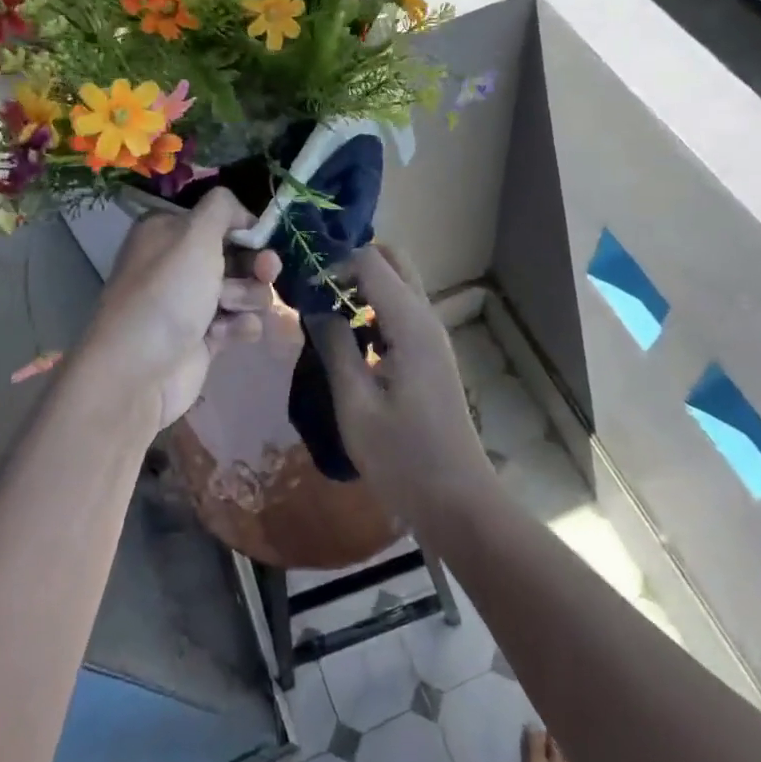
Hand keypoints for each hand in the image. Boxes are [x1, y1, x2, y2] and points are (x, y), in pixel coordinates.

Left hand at [86, 188, 282, 429]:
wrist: (138, 370)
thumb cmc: (167, 292)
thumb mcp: (195, 234)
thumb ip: (223, 208)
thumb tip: (241, 211)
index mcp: (168, 231)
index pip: (219, 218)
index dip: (245, 228)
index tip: (262, 237)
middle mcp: (178, 262)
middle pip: (238, 254)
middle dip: (255, 265)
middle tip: (266, 272)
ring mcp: (191, 301)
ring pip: (244, 289)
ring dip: (246, 297)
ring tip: (229, 310)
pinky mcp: (204, 336)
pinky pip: (238, 322)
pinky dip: (237, 327)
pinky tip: (222, 336)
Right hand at [305, 245, 496, 529]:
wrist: (458, 501)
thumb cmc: (402, 457)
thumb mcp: (355, 403)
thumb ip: (334, 346)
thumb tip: (314, 305)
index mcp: (409, 323)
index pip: (370, 260)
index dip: (334, 263)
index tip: (302, 286)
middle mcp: (426, 318)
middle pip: (393, 261)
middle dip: (353, 264)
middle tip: (317, 289)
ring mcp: (432, 337)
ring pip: (399, 285)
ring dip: (364, 286)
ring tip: (325, 312)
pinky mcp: (431, 355)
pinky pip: (402, 312)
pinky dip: (375, 310)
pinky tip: (351, 341)